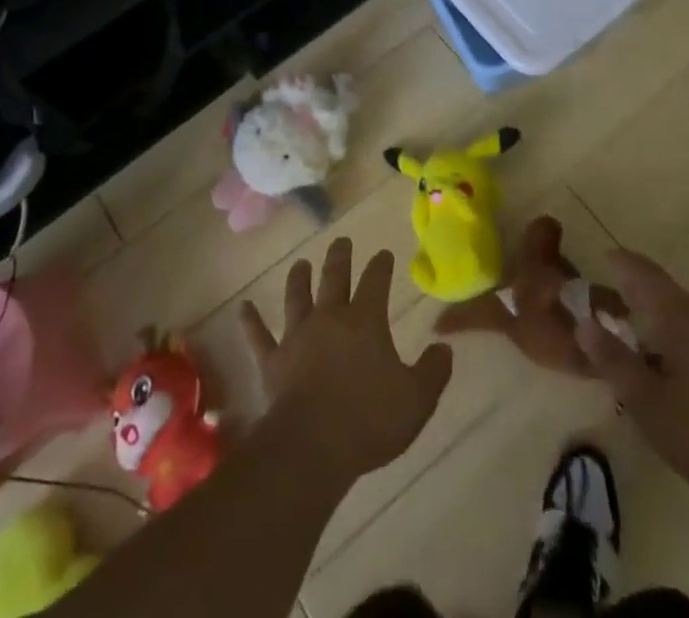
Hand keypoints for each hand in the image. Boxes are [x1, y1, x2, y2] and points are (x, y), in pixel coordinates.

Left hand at [241, 239, 453, 481]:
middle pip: (335, 277)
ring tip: (300, 264)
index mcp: (365, 321)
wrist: (312, 446)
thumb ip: (433, 372)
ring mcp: (297, 337)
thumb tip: (445, 349)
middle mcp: (330, 317)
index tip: (384, 254)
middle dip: (340, 257)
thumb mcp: (416, 400)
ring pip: (297, 297)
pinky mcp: (272, 361)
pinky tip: (243, 308)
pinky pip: (259, 337)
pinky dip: (251, 322)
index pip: (376, 282)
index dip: (381, 266)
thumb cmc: (369, 420)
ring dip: (299, 279)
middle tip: (341, 242)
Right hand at [575, 249, 688, 509]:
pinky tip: (668, 366)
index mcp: (677, 315)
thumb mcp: (649, 403)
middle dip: (632, 292)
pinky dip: (674, 337)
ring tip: (631, 338)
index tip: (600, 258)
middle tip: (604, 305)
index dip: (619, 261)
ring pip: (680, 314)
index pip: (641, 271)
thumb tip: (582, 323)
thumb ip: (614, 361)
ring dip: (653, 317)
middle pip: (661, 290)